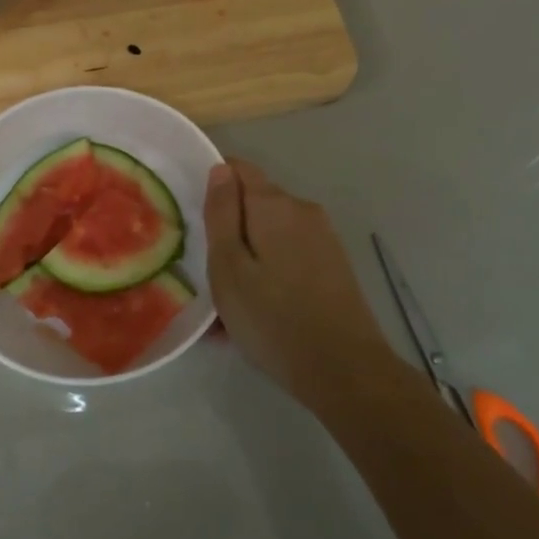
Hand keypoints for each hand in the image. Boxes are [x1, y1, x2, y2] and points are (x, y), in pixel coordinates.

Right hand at [204, 158, 394, 409]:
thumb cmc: (274, 318)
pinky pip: (289, 256)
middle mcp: (303, 210)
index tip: (193, 217)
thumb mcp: (229, 268)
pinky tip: (257, 312)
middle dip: (229, 229)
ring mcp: (323, 238)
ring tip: (227, 303)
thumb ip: (221, 214)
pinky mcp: (333, 265)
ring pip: (271, 235)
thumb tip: (220, 169)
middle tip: (205, 272)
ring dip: (247, 257)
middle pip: (255, 204)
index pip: (238, 169)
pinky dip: (268, 273)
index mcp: (274, 204)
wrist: (344, 370)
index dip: (213, 183)